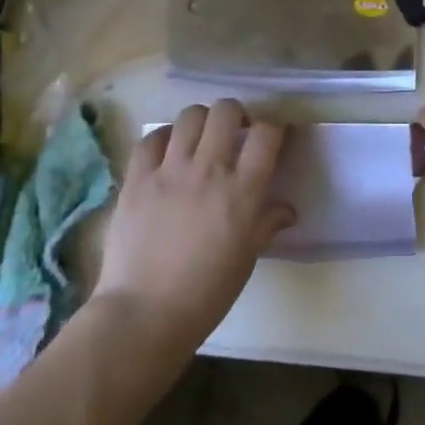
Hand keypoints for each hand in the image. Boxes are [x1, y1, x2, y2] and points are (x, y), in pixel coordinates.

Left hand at [92, 100, 294, 352]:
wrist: (145, 314)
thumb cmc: (206, 294)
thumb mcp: (246, 258)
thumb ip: (267, 224)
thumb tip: (287, 209)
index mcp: (242, 191)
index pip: (267, 134)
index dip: (273, 128)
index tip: (271, 138)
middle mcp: (208, 169)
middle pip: (226, 110)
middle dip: (235, 115)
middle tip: (234, 133)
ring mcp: (169, 170)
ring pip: (190, 116)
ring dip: (200, 122)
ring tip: (199, 140)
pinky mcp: (137, 177)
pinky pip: (151, 138)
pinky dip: (163, 138)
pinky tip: (166, 153)